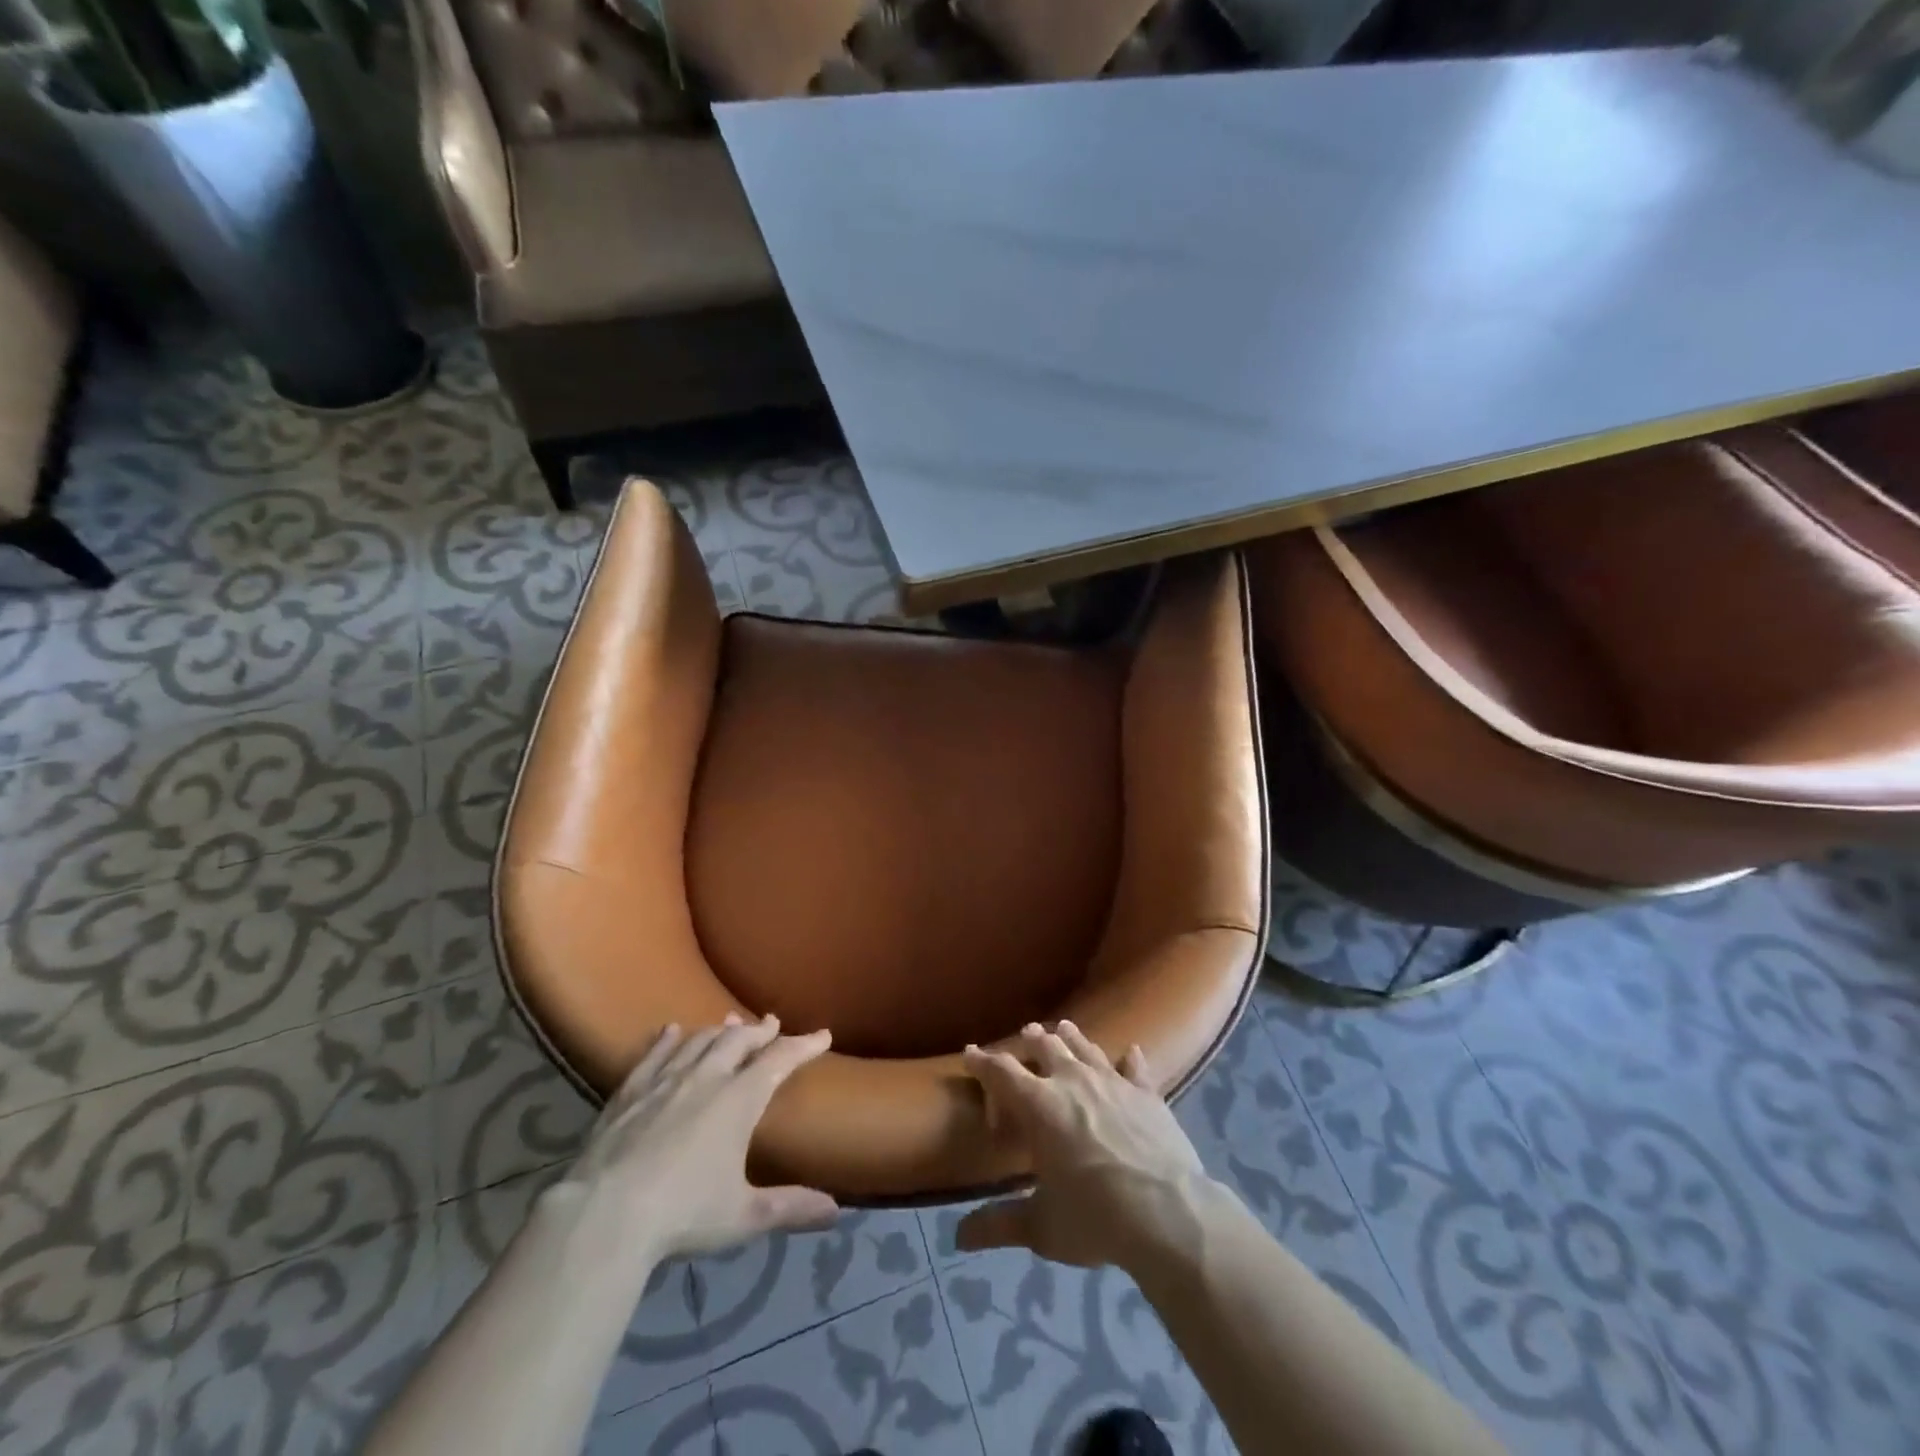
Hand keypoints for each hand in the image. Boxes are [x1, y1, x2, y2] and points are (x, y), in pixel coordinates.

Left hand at [549, 1014, 839, 1261]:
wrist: (603, 1216)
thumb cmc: (682, 1214)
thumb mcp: (743, 1217)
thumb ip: (790, 1208)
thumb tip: (836, 1212)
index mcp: (739, 1100)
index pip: (779, 1060)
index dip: (803, 1046)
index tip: (822, 1035)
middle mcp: (706, 1078)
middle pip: (738, 1041)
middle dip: (759, 1031)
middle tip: (772, 1023)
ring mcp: (664, 1081)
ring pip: (699, 1041)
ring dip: (719, 1030)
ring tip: (731, 1023)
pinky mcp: (629, 1092)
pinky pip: (654, 1054)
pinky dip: (667, 1039)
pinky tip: (671, 1031)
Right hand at [957, 1021, 1215, 1272]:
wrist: (1169, 1214)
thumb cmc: (1095, 1217)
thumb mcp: (1041, 1227)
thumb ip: (999, 1224)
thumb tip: (958, 1237)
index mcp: (1040, 1106)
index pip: (1002, 1072)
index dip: (983, 1062)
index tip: (970, 1052)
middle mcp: (1073, 1081)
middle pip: (1046, 1047)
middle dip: (1031, 1040)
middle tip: (1025, 1034)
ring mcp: (1113, 1082)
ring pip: (1086, 1047)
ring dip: (1071, 1037)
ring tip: (1063, 1028)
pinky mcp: (1147, 1093)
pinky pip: (1135, 1068)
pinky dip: (1130, 1059)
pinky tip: (1131, 1051)